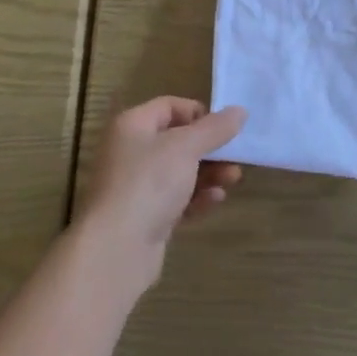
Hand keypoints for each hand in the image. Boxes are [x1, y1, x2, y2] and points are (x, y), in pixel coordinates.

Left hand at [75, 97, 244, 286]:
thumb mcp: (186, 147)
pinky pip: (176, 200)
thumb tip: (239, 111)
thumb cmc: (149, 183)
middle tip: (236, 156)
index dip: (198, 113)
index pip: (169, 106)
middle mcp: (130, 152)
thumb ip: (215, 128)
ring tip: (233, 179)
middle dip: (210, 148)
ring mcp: (136, 187)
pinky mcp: (144, 217)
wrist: (117, 249)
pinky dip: (196, 198)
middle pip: (177, 141)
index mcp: (132, 125)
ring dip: (209, 173)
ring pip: (179, 172)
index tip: (224, 127)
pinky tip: (216, 200)